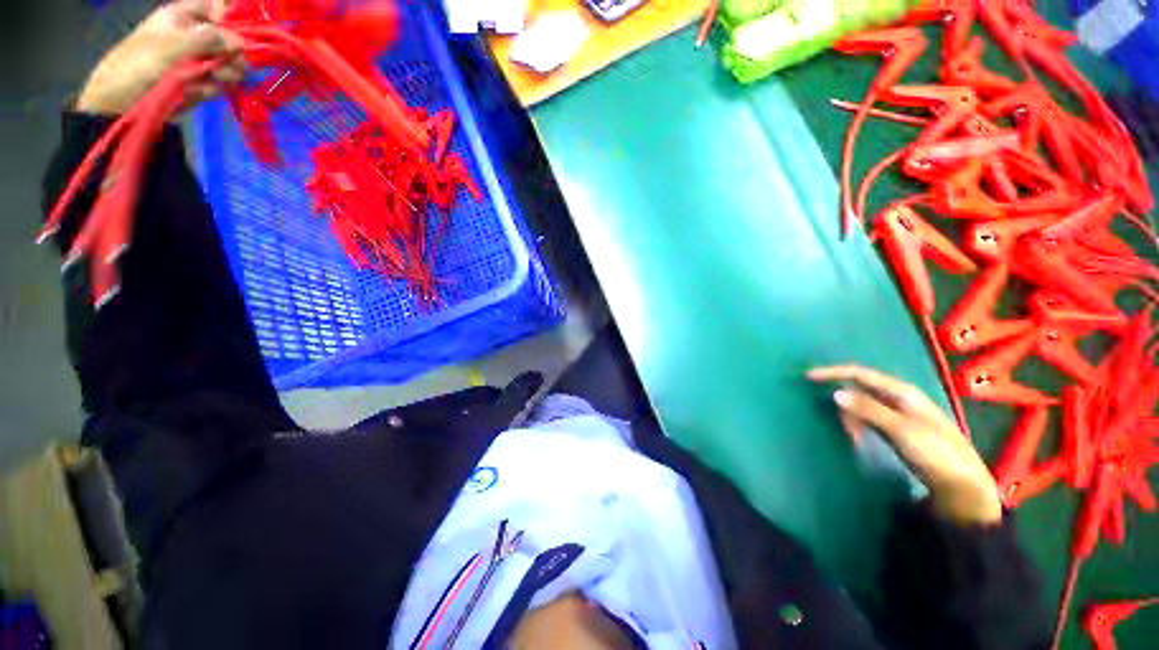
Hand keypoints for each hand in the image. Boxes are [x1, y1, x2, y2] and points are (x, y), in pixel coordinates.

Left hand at [76, 0, 244, 115]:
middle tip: (233, 65)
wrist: (121, 103)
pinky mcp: (200, 83)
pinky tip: (205, 91)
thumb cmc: (140, 66)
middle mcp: (194, 35)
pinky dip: (217, 88)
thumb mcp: (174, 45)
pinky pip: (220, 83)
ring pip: (229, 63)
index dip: (233, 17)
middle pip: (229, 38)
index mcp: (184, 17)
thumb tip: (243, 42)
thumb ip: (210, 38)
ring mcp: (198, 61)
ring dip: (228, 73)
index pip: (218, 7)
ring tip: (217, 80)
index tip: (241, 34)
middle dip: (233, 52)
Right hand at [808, 365, 1002, 526]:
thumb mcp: (900, 430)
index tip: (809, 377)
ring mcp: (900, 415)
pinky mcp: (899, 431)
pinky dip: (858, 424)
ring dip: (850, 415)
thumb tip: (835, 393)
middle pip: (861, 388)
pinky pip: (869, 419)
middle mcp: (900, 398)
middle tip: (831, 416)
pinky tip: (857, 438)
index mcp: (902, 392)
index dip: (834, 373)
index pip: (860, 374)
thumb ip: (868, 410)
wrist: (963, 487)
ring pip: (864, 405)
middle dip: (842, 398)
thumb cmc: (935, 454)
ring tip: (848, 434)